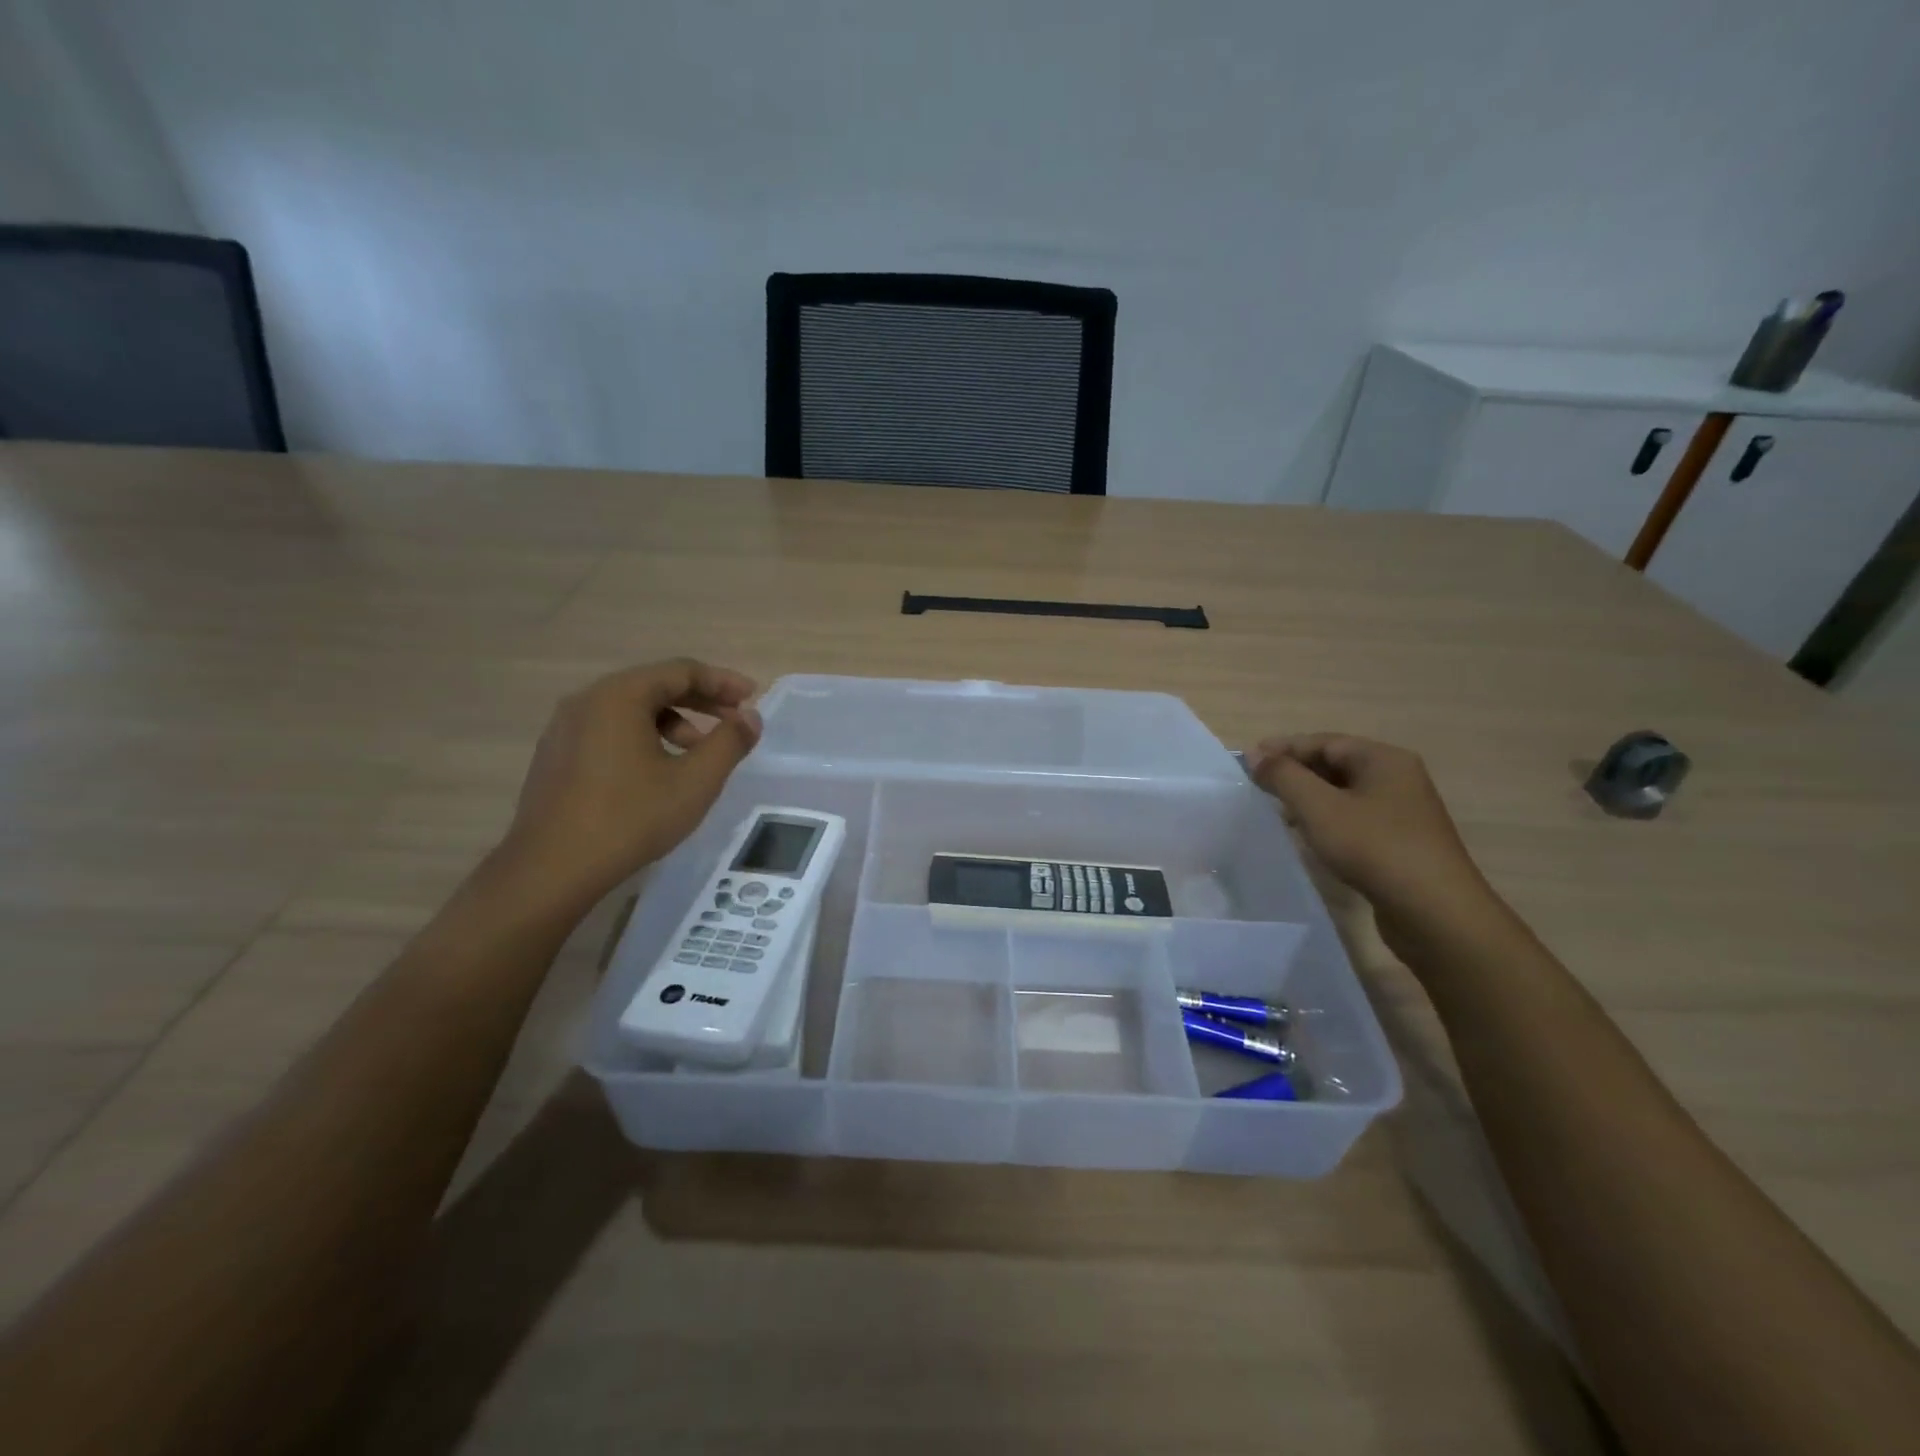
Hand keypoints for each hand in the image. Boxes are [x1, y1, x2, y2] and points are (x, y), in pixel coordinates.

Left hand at [496, 659, 761, 912]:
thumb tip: (750, 717)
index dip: (723, 681)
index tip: (753, 697)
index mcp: (619, 696)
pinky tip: (658, 771)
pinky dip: (643, 737)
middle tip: (734, 720)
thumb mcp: (695, 781)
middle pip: (655, 685)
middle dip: (700, 701)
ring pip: (631, 710)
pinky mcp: (556, 755)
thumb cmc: (630, 818)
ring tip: (698, 753)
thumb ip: (729, 742)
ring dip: (674, 722)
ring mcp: (565, 728)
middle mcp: (587, 700)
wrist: (551, 869)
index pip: (681, 671)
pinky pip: (610, 730)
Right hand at [1249, 733, 1496, 931]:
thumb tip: (1255, 754)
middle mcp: (1397, 778)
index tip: (1248, 761)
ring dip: (1309, 798)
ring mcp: (1402, 812)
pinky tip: (1308, 836)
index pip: (1324, 741)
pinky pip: (1355, 818)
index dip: (1284, 748)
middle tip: (1258, 786)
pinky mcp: (1401, 842)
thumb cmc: (1374, 848)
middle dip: (1295, 772)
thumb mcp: (1319, 807)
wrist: (1435, 913)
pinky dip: (1327, 819)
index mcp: (1383, 759)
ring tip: (1276, 811)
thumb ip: (1283, 776)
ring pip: (1344, 793)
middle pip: (1336, 764)